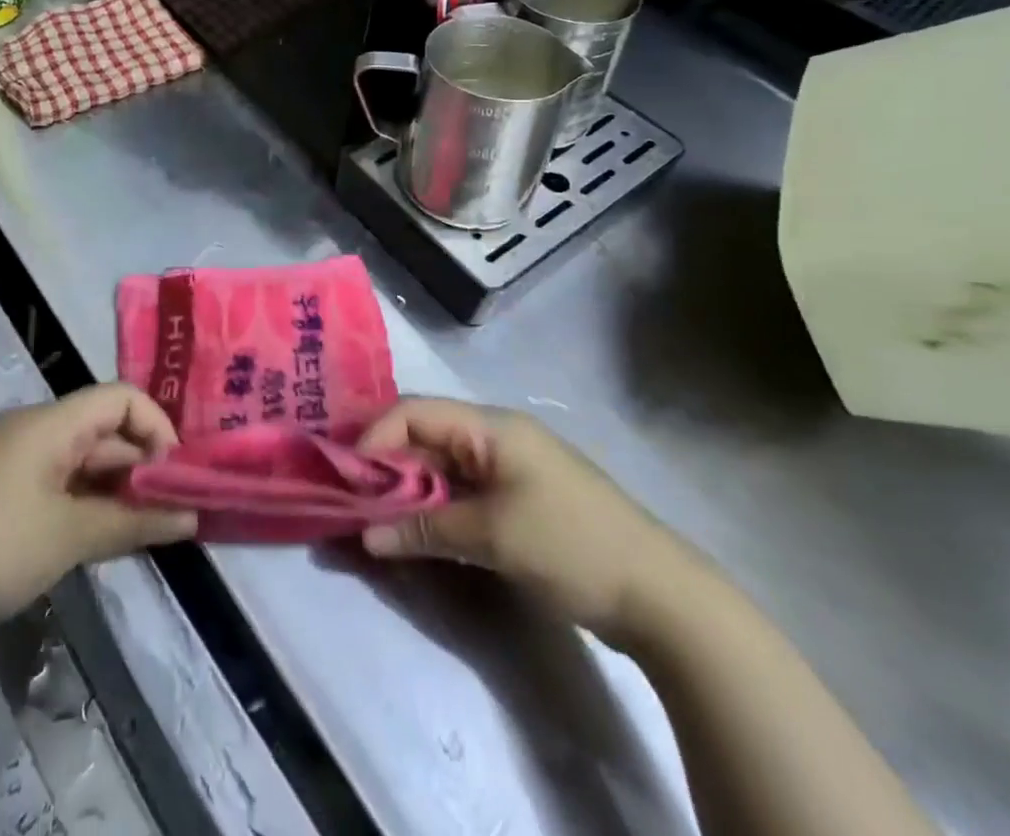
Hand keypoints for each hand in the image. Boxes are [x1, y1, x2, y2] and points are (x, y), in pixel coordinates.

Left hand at [0, 384, 197, 638]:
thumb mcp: (71, 536)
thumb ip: (134, 522)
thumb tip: (191, 516)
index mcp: (50, 422)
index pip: (120, 398)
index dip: (155, 426)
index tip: (175, 473)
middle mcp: (36, 430)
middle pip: (104, 430)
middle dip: (142, 465)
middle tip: (173, 508)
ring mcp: (18, 461)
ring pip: (85, 461)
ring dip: (118, 489)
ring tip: (149, 527)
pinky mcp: (6, 492)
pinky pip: (62, 483)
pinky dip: (90, 503)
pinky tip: (108, 535)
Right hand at [357, 397, 682, 641]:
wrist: (662, 597)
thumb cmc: (571, 545)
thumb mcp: (493, 536)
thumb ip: (426, 528)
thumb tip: (367, 536)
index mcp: (492, 426)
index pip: (415, 412)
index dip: (376, 438)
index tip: (348, 477)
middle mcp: (495, 436)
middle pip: (425, 436)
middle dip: (387, 466)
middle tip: (354, 501)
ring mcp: (508, 468)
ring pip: (441, 467)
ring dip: (408, 490)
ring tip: (376, 519)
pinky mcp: (517, 499)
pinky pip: (461, 492)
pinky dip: (435, 508)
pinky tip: (415, 531)